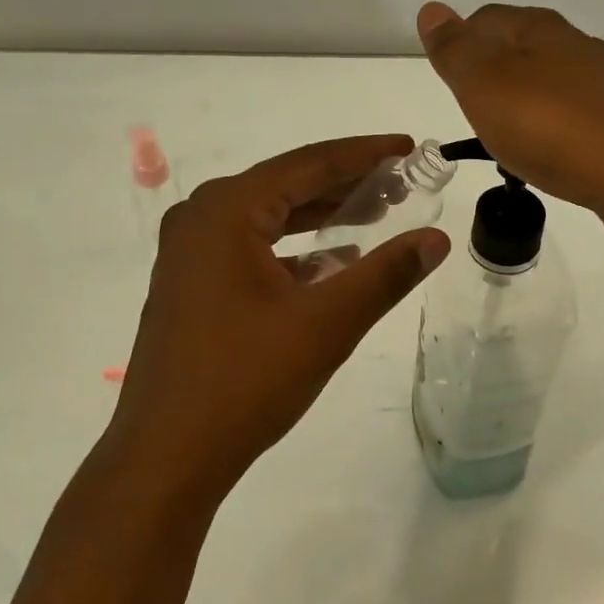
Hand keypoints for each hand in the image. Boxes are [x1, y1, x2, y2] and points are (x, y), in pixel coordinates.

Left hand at [102, 136, 449, 508]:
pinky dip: (294, 248)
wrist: (166, 456)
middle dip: (346, 184)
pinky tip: (332, 261)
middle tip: (401, 184)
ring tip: (376, 213)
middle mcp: (201, 217)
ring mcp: (190, 252)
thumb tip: (438, 238)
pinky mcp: (190, 284)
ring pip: (269, 216)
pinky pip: (252, 247)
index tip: (407, 146)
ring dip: (321, 214)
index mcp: (227, 210)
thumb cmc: (246, 380)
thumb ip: (387, 274)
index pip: (309, 164)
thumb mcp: (327, 323)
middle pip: (287, 184)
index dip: (364, 154)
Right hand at [417, 2, 603, 220]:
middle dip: (492, 76)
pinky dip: (554, 128)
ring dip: (524, 103)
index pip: (485, 19)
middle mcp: (575, 45)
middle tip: (473, 114)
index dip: (460, 45)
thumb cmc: (551, 127)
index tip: (450, 84)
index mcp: (538, 29)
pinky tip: (551, 155)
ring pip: (549, 82)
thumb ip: (455, 50)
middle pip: (519, 49)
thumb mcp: (485, 86)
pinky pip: (574, 115)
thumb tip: (432, 9)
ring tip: (509, 140)